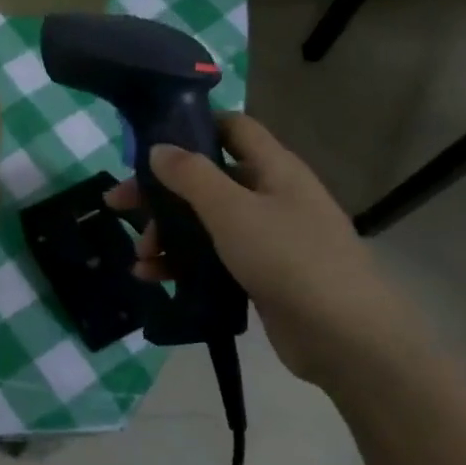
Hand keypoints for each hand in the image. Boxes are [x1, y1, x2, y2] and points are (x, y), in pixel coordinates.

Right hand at [105, 113, 426, 390]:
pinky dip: (181, 263)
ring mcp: (266, 238)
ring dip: (167, 234)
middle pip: (207, 179)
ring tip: (140, 257)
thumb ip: (192, 176)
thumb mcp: (233, 211)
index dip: (193, 126)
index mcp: (274, 169)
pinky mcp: (259, 274)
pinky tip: (154, 277)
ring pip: (204, 222)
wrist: (346, 338)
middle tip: (118, 205)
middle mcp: (271, 196)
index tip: (150, 142)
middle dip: (162, 192)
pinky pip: (211, 258)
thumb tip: (158, 148)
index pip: (233, 128)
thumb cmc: (290, 259)